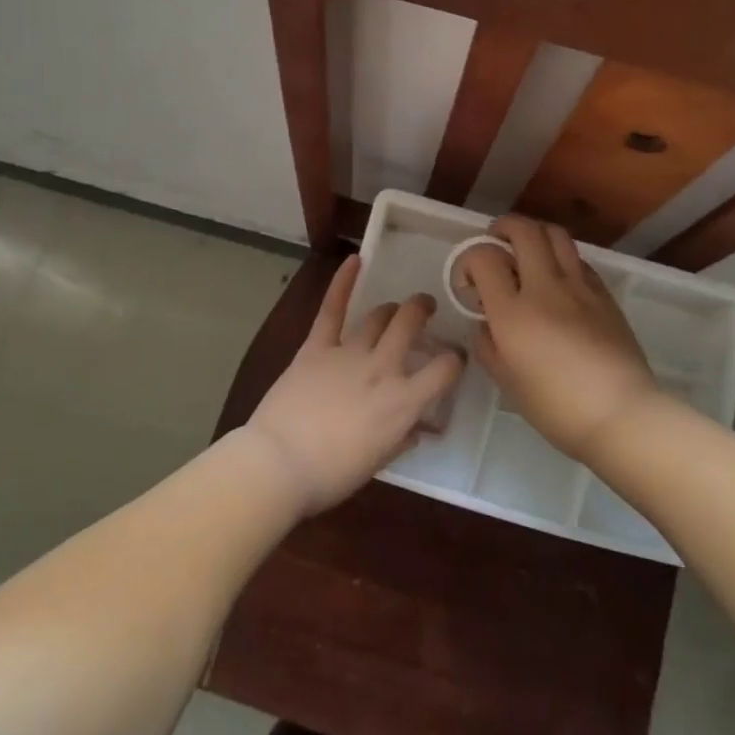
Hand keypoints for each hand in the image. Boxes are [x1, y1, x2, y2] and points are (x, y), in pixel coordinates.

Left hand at [244, 256, 463, 515]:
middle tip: (424, 309)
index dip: (454, 360)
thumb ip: (402, 437)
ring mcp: (349, 353)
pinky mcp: (317, 347)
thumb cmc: (332, 474)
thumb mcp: (379, 461)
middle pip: (411, 324)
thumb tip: (417, 426)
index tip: (452, 358)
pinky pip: (333, 309)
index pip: (445, 369)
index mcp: (404, 402)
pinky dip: (343, 282)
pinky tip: (354, 260)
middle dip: (422, 310)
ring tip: (396, 307)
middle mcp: (383, 368)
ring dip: (392, 308)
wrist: (280, 463)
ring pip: (379, 315)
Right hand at [461, 216, 661, 464]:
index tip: (469, 282)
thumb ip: (487, 345)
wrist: (621, 414)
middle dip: (502, 228)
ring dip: (534, 233)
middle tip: (494, 241)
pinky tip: (557, 277)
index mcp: (513, 312)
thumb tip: (486, 322)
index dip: (469, 260)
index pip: (484, 258)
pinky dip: (560, 256)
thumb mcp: (506, 382)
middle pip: (523, 231)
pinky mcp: (604, 294)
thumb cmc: (556, 407)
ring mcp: (579, 286)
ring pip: (555, 234)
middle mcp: (545, 287)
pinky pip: (578, 259)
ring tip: (526, 249)